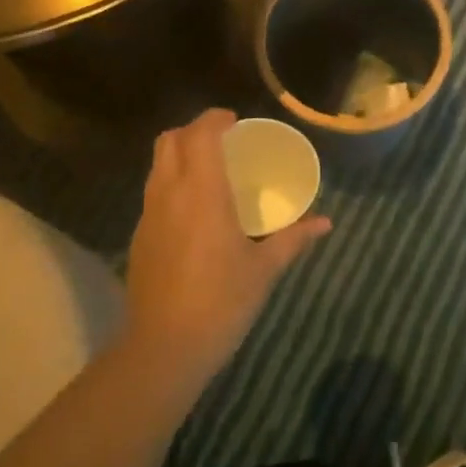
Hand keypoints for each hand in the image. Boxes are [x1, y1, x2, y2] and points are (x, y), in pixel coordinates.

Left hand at [124, 109, 330, 379]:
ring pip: (157, 165)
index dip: (215, 119)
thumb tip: (325, 223)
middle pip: (169, 140)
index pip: (200, 135)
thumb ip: (293, 239)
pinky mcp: (139, 237)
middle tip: (223, 140)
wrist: (165, 348)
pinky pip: (154, 193)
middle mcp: (169, 194)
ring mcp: (148, 215)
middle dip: (193, 130)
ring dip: (180, 154)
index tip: (235, 121)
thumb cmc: (221, 302)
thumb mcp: (263, 269)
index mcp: (202, 193)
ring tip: (210, 170)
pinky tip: (194, 210)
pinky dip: (172, 183)